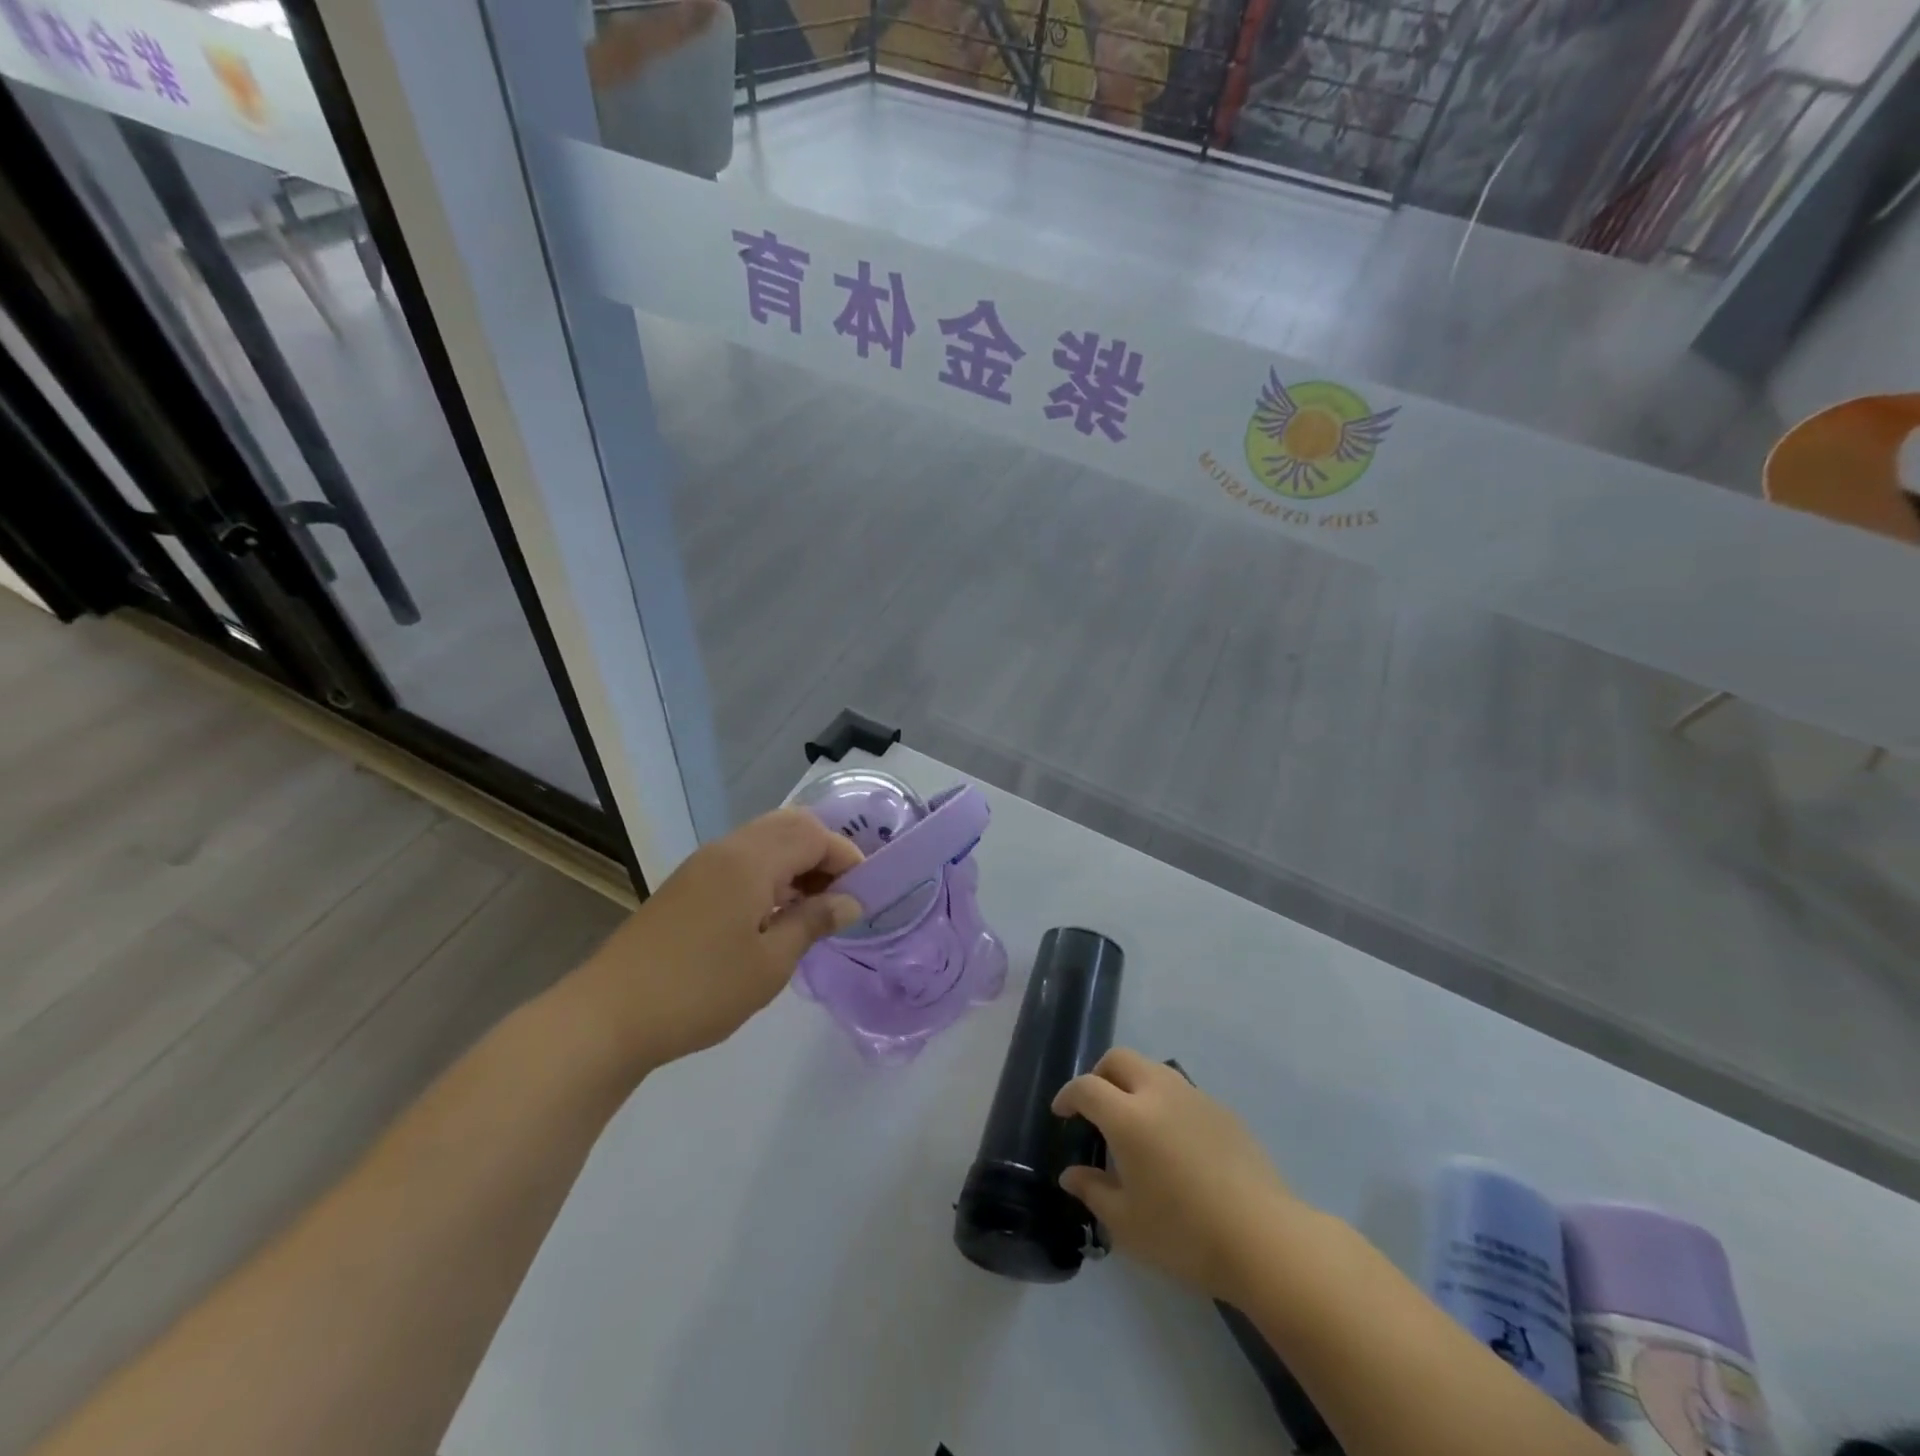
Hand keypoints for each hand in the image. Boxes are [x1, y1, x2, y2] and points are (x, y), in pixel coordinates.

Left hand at [564, 808, 861, 1075]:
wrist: (609, 1016)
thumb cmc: (700, 990)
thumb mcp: (770, 962)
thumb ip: (814, 922)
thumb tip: (850, 901)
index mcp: (751, 860)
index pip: (814, 835)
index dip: (847, 857)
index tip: (866, 892)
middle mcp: (727, 849)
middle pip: (790, 825)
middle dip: (824, 851)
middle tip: (842, 893)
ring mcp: (703, 864)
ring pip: (765, 840)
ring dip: (797, 861)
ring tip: (814, 905)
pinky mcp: (688, 884)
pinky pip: (743, 859)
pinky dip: (771, 872)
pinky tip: (776, 912)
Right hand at [1053, 1049, 1303, 1298]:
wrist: (1264, 1240)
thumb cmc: (1185, 1235)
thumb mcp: (1127, 1224)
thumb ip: (1093, 1192)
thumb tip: (1071, 1174)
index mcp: (1129, 1117)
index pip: (1087, 1087)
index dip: (1068, 1095)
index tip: (1062, 1112)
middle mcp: (1159, 1093)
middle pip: (1120, 1059)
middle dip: (1100, 1074)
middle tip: (1094, 1107)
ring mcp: (1194, 1097)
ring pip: (1153, 1069)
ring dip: (1134, 1083)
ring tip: (1133, 1122)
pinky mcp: (1222, 1110)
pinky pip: (1181, 1091)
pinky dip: (1164, 1101)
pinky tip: (1172, 1141)